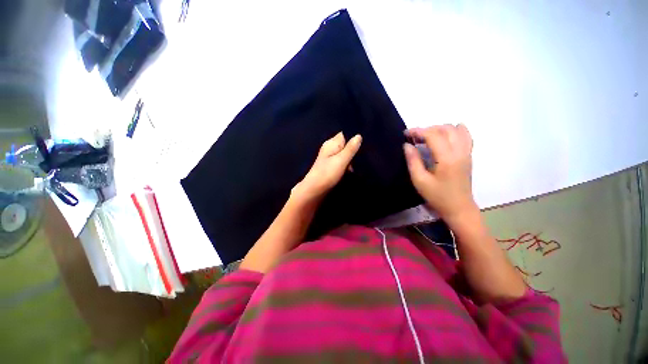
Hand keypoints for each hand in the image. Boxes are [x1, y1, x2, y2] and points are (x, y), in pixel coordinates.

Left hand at [292, 132, 361, 202]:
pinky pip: (341, 162)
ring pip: (344, 154)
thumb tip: (358, 136)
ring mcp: (329, 158)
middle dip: (354, 150)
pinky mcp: (330, 167)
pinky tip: (351, 171)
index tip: (365, 143)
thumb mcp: (341, 160)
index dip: (354, 137)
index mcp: (331, 143)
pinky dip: (346, 165)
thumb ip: (350, 149)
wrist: (314, 190)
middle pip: (345, 145)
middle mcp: (330, 148)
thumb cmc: (327, 174)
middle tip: (362, 157)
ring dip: (351, 160)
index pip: (344, 134)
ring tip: (357, 166)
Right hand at [403, 124, 476, 222]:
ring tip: (428, 136)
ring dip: (440, 128)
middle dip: (428, 129)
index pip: (433, 135)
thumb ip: (413, 161)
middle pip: (445, 129)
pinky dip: (455, 130)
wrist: (459, 207)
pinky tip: (446, 134)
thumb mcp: (419, 180)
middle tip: (415, 137)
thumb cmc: (437, 196)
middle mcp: (460, 151)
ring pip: (456, 129)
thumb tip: (407, 145)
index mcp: (447, 158)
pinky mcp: (469, 155)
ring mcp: (467, 152)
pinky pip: (465, 136)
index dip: (418, 131)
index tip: (406, 133)